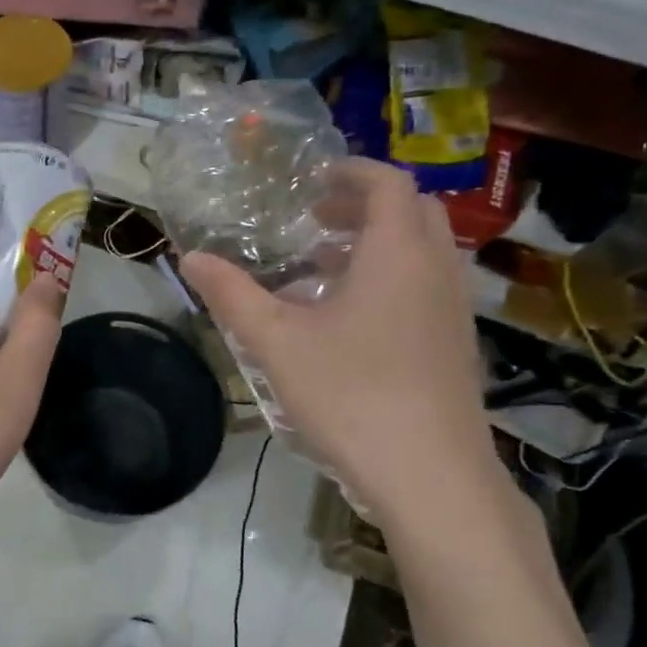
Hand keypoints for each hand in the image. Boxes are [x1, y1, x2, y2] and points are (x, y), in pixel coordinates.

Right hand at [181, 158, 496, 522]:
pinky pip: (425, 287)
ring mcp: (453, 310)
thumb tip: (190, 258)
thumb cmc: (351, 395)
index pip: (387, 183)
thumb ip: (232, 294)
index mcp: (398, 254)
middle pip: (411, 211)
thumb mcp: (277, 342)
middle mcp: (435, 270)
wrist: (431, 476)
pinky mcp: (455, 345)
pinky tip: (346, 320)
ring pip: (420, 252)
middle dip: (363, 205)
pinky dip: (389, 279)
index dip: (351, 170)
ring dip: (375, 244)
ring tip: (321, 267)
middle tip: (315, 217)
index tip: (312, 177)